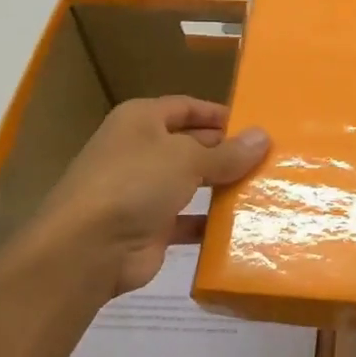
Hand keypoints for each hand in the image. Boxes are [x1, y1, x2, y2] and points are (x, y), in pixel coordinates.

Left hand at [8, 97, 268, 298]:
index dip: (218, 113)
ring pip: (190, 183)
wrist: (87, 249)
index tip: (255, 124)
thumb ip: (228, 152)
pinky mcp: (149, 227)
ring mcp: (142, 191)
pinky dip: (211, 222)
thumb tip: (264, 137)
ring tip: (263, 187)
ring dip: (221, 186)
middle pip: (190, 144)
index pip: (185, 107)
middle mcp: (139, 151)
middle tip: (268, 157)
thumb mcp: (188, 159)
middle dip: (225, 151)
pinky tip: (243, 224)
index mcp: (140, 121)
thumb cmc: (135, 183)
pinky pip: (188, 220)